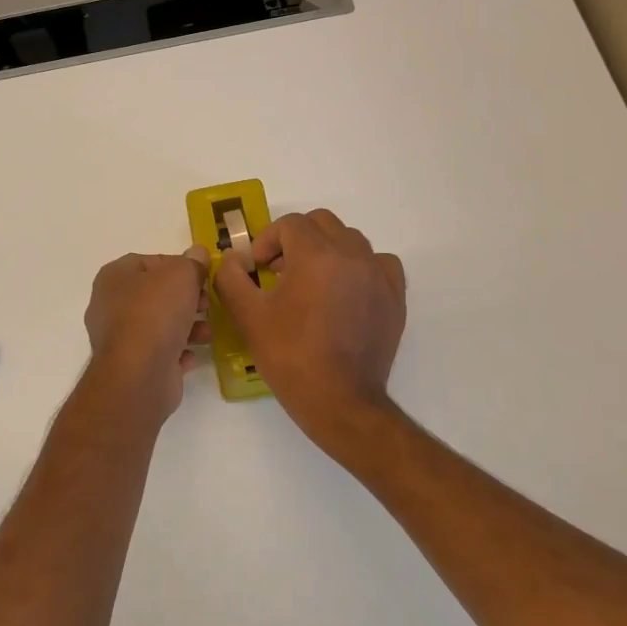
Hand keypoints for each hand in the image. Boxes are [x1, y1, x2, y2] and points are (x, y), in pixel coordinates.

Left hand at [82, 248, 211, 423]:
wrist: (140, 374)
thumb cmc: (156, 313)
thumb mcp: (182, 274)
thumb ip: (192, 262)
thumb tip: (198, 253)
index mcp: (115, 277)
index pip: (150, 262)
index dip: (179, 266)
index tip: (202, 276)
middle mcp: (110, 305)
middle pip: (155, 294)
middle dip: (185, 298)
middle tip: (207, 303)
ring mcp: (119, 338)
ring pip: (159, 324)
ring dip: (187, 326)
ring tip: (207, 332)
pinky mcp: (131, 366)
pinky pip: (159, 353)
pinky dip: (177, 352)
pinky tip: (193, 355)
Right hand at [212, 209, 405, 460]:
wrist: (340, 402)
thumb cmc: (291, 356)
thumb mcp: (248, 316)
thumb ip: (231, 277)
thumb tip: (234, 259)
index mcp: (317, 254)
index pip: (289, 224)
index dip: (267, 241)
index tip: (257, 268)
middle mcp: (353, 254)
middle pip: (322, 223)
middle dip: (296, 239)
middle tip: (278, 270)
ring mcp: (379, 275)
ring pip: (350, 240)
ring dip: (326, 250)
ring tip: (310, 281)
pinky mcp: (395, 297)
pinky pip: (378, 263)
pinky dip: (360, 266)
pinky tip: (345, 290)